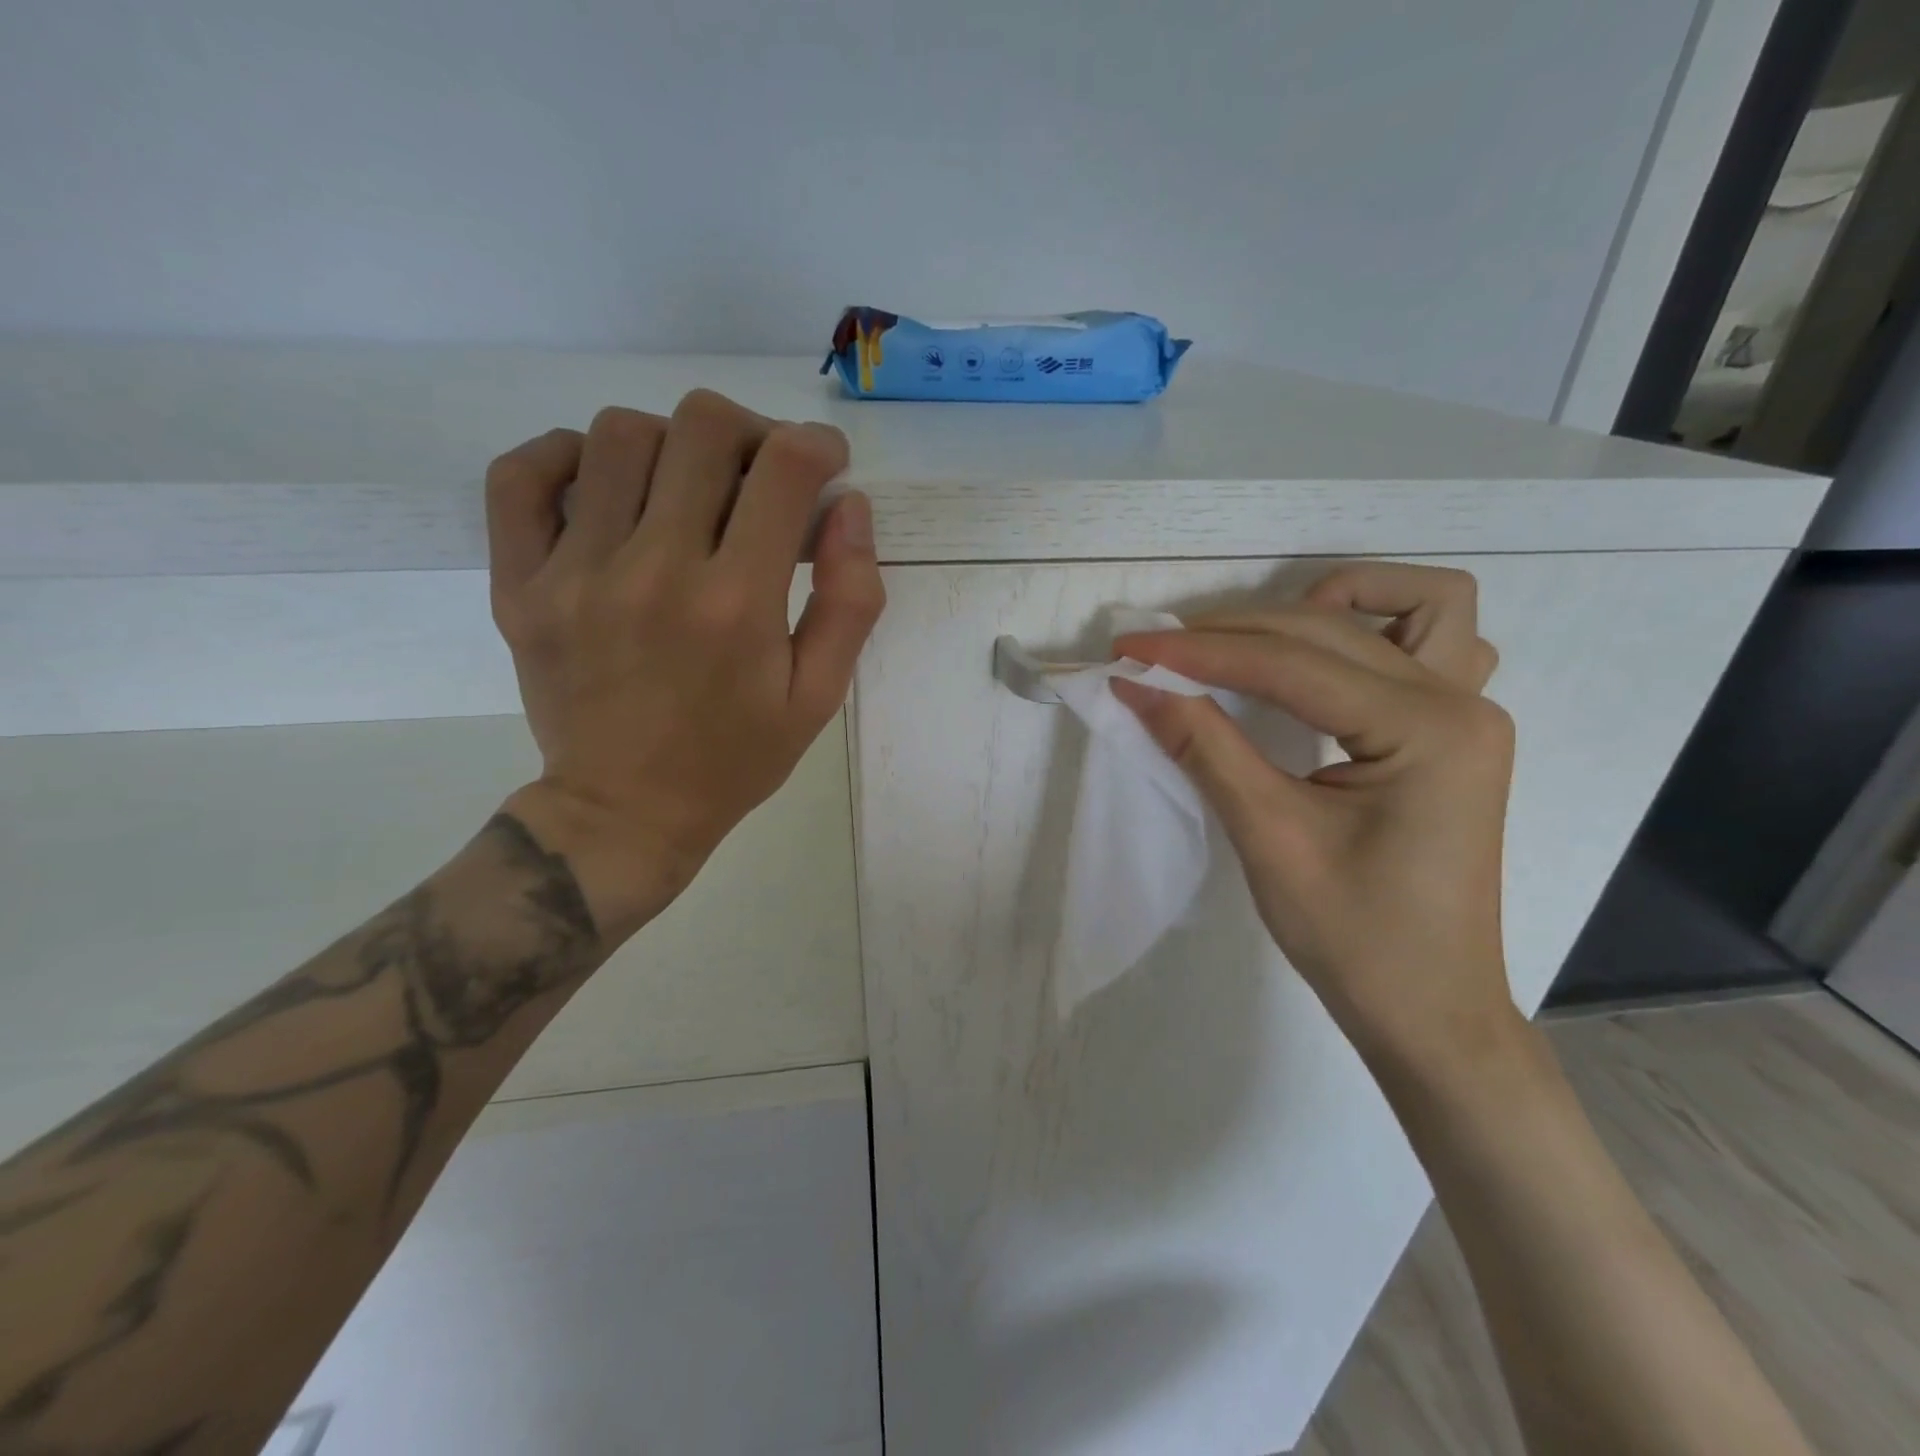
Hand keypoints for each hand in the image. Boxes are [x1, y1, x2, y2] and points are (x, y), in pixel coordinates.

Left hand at [485, 391, 884, 939]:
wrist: (625, 813)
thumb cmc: (735, 759)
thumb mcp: (818, 696)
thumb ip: (849, 600)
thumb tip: (848, 507)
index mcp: (737, 604)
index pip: (784, 468)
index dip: (816, 444)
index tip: (825, 463)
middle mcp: (655, 570)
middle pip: (701, 425)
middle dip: (750, 432)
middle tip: (760, 474)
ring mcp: (575, 574)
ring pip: (619, 433)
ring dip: (672, 444)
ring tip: (688, 490)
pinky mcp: (520, 586)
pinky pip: (522, 476)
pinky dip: (567, 456)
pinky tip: (604, 485)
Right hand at [1111, 563, 1516, 1070]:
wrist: (1428, 1009)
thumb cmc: (1354, 937)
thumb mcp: (1268, 837)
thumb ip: (1204, 746)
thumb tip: (1137, 686)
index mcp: (1428, 730)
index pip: (1292, 665)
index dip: (1199, 653)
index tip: (1129, 649)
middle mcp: (1461, 702)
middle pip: (1329, 631)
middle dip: (1234, 635)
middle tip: (1157, 654)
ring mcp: (1468, 712)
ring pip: (1410, 608)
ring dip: (1330, 605)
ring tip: (1256, 639)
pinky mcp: (1453, 733)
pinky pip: (1431, 645)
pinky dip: (1374, 630)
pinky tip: (1323, 661)